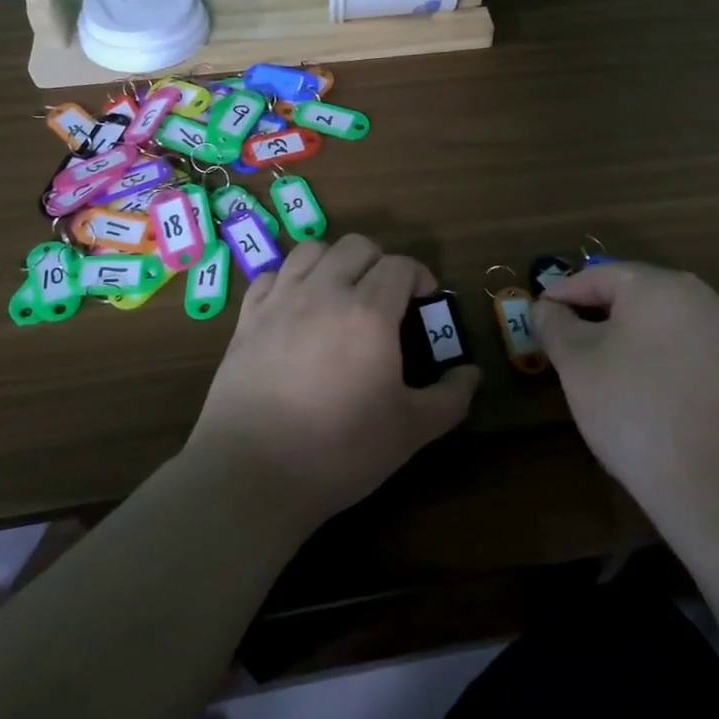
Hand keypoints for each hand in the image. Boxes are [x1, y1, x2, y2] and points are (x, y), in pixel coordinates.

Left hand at [185, 234, 479, 529]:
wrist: (252, 472)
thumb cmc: (340, 450)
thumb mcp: (411, 430)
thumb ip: (450, 398)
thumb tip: (471, 374)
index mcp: (369, 311)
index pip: (400, 265)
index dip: (420, 276)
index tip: (425, 301)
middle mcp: (324, 292)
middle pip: (356, 246)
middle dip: (380, 262)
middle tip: (387, 298)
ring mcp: (280, 302)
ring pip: (311, 250)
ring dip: (335, 262)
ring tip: (342, 294)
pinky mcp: (246, 319)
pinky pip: (271, 276)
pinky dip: (291, 280)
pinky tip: (297, 308)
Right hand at [531, 264, 718, 516]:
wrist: (718, 482)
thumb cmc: (634, 408)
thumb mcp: (577, 363)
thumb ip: (555, 325)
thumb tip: (546, 307)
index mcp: (659, 285)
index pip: (598, 276)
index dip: (562, 294)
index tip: (537, 316)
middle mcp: (700, 297)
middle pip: (633, 295)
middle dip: (594, 315)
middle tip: (563, 343)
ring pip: (661, 323)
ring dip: (625, 337)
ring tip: (597, 369)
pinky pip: (685, 349)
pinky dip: (656, 358)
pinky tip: (640, 390)